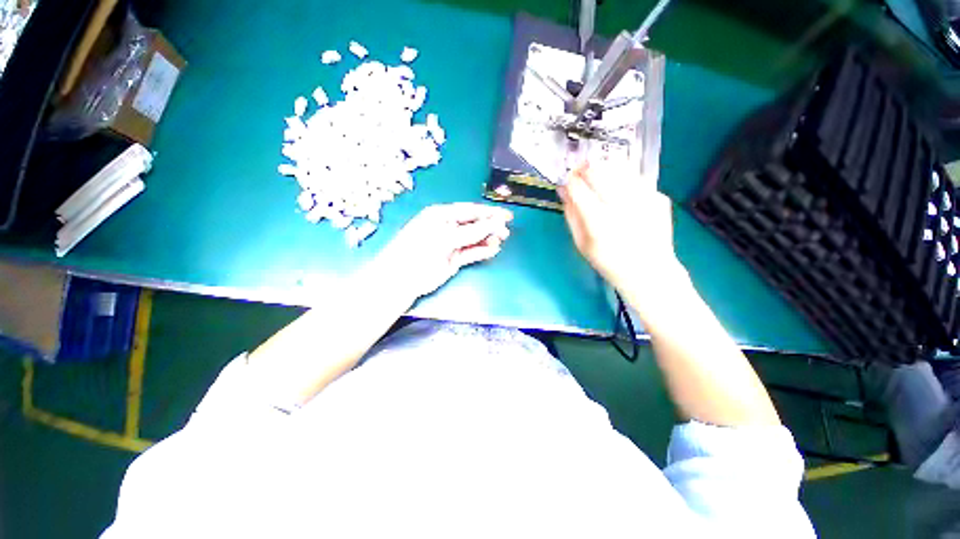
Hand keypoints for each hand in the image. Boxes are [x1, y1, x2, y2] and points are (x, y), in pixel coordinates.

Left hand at [373, 203, 512, 298]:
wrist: (403, 279)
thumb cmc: (420, 250)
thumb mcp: (445, 237)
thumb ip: (471, 231)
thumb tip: (494, 223)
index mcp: (441, 215)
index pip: (470, 210)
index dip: (489, 213)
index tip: (506, 216)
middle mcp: (447, 227)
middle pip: (474, 224)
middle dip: (490, 226)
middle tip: (506, 232)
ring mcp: (451, 244)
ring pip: (474, 239)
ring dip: (488, 239)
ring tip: (500, 241)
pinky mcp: (454, 259)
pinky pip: (472, 253)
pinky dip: (482, 251)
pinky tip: (493, 250)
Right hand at [559, 162, 681, 291]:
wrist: (649, 271)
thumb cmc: (608, 261)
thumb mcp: (581, 243)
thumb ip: (571, 215)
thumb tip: (564, 191)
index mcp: (598, 221)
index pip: (578, 189)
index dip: (570, 180)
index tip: (567, 180)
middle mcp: (621, 206)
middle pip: (599, 172)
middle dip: (585, 169)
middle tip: (580, 172)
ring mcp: (644, 199)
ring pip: (619, 169)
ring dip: (604, 168)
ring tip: (598, 176)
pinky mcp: (658, 197)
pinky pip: (636, 178)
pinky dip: (623, 178)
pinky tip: (620, 189)